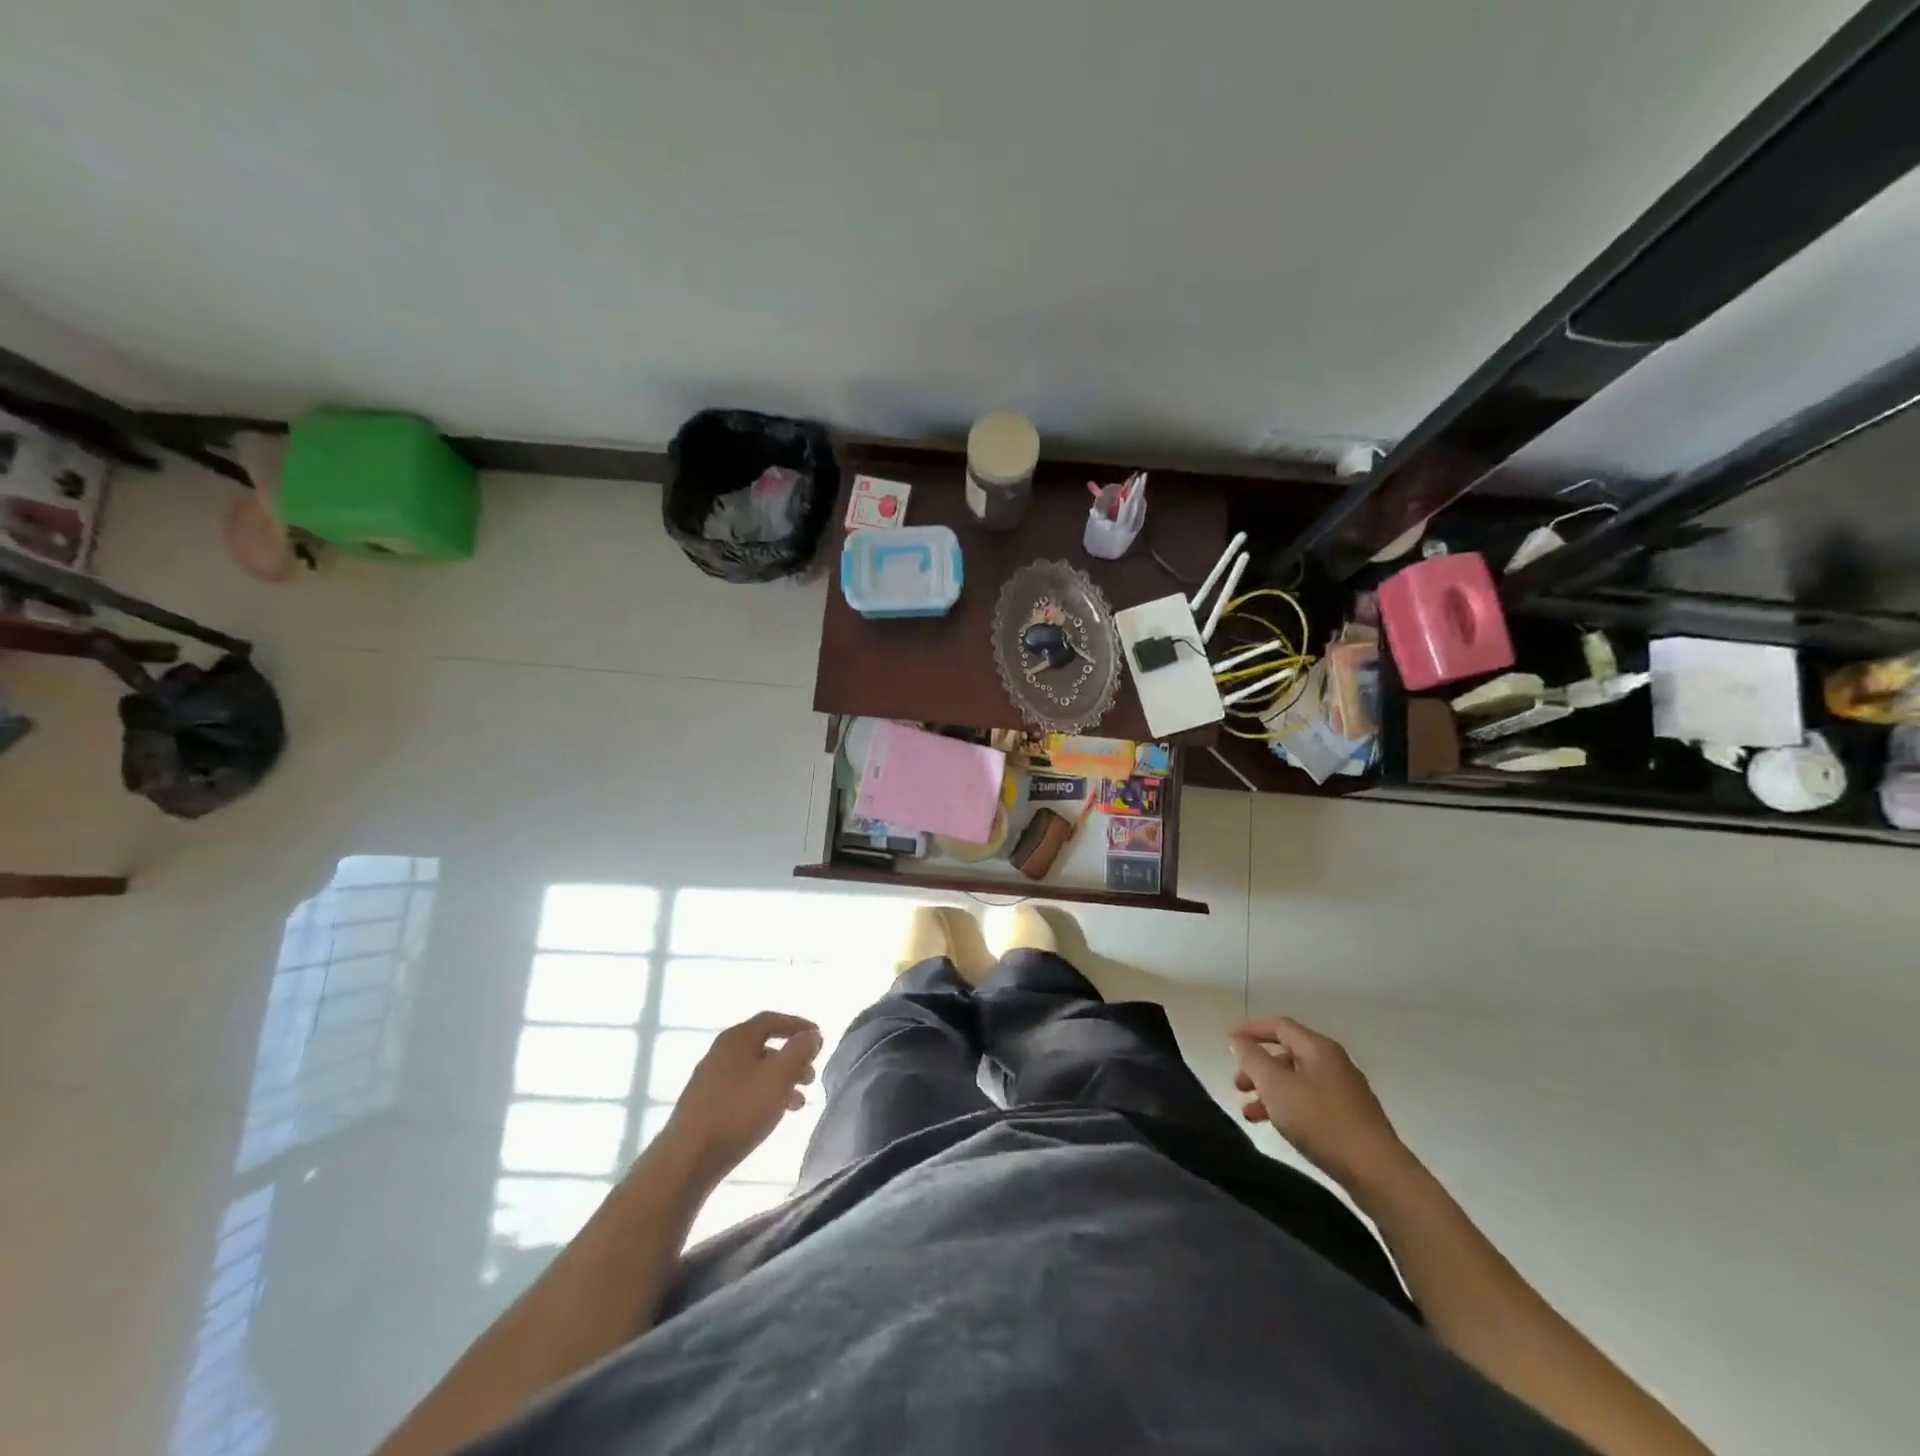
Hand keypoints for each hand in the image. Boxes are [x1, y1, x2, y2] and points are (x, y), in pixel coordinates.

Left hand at [659, 1012, 822, 1185]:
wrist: (687, 1159)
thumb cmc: (738, 1111)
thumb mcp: (778, 1077)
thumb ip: (799, 1051)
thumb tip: (811, 1034)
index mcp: (737, 1038)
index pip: (772, 1020)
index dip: (798, 1026)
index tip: (819, 1039)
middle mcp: (721, 1052)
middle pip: (764, 1045)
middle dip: (792, 1058)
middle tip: (811, 1076)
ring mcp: (710, 1079)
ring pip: (755, 1070)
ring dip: (780, 1080)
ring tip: (798, 1103)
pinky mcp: (705, 1104)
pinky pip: (743, 1089)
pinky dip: (763, 1095)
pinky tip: (772, 1116)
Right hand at [1229, 1017, 1416, 1199]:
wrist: (1377, 1172)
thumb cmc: (1321, 1121)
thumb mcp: (1276, 1086)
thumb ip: (1252, 1059)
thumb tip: (1238, 1039)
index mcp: (1318, 1048)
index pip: (1280, 1026)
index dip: (1252, 1030)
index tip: (1229, 1041)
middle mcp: (1334, 1063)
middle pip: (1288, 1054)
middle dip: (1258, 1067)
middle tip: (1238, 1084)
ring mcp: (1345, 1092)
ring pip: (1298, 1081)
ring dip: (1270, 1091)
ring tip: (1251, 1112)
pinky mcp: (1351, 1118)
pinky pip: (1310, 1102)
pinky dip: (1289, 1107)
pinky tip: (1279, 1126)